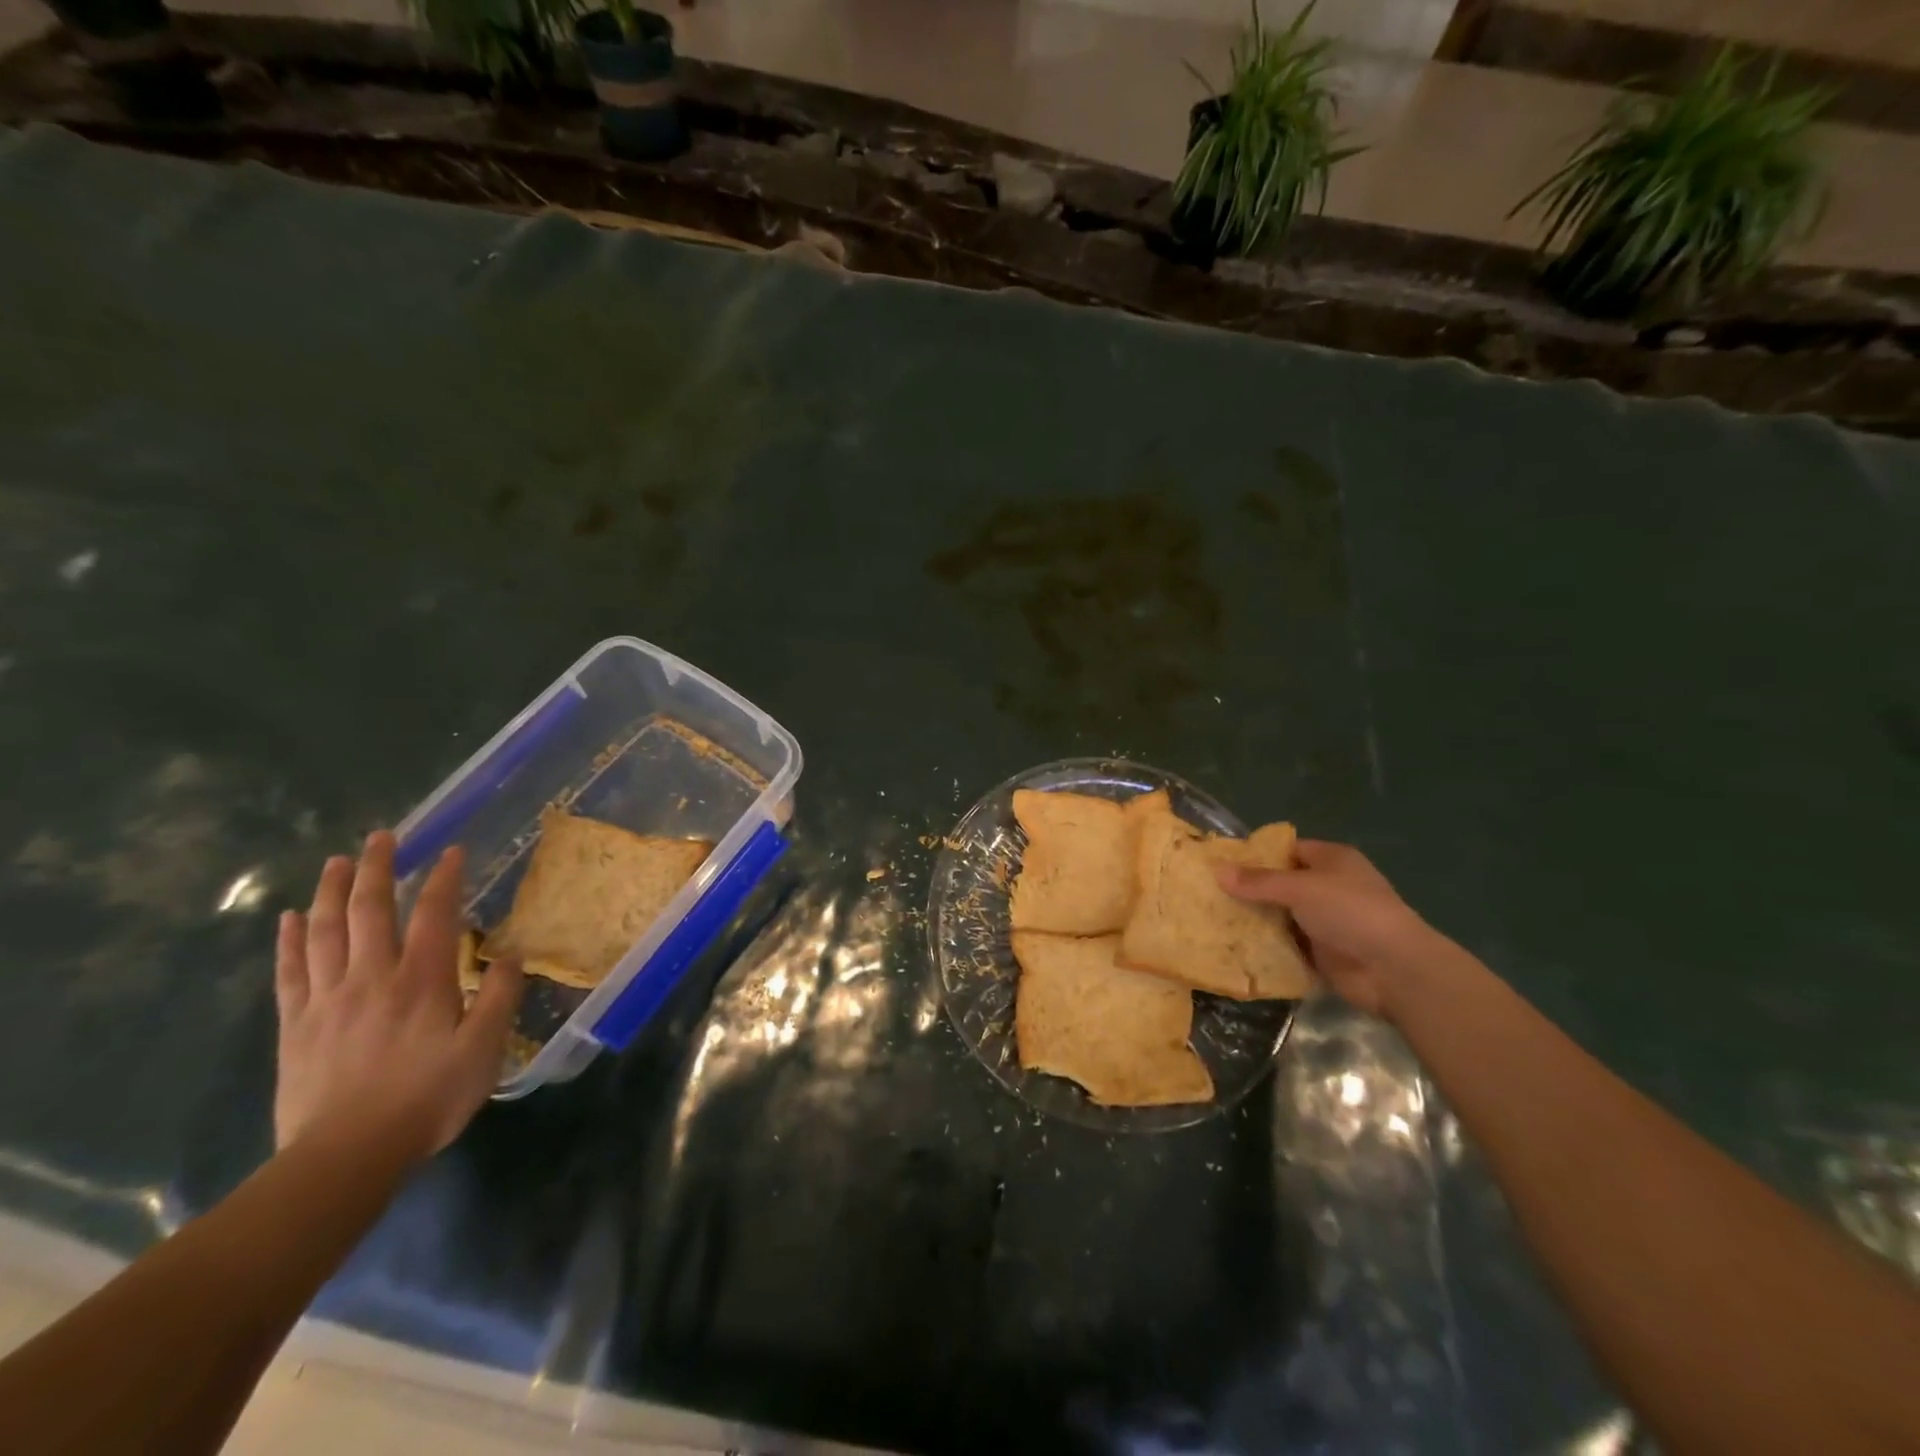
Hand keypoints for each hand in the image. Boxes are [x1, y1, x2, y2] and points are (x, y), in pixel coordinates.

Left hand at [274, 831, 523, 1156]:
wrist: (346, 1156)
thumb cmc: (428, 1098)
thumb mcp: (484, 1049)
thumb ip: (500, 996)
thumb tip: (512, 952)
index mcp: (422, 980)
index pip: (433, 914)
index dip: (443, 879)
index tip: (451, 850)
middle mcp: (372, 977)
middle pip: (369, 910)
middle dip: (377, 868)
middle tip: (381, 836)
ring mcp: (328, 999)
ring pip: (325, 931)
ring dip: (331, 891)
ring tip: (337, 861)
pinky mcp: (296, 1025)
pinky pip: (290, 971)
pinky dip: (289, 940)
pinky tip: (289, 918)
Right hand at [1214, 839, 1438, 1017]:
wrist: (1394, 970)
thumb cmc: (1350, 912)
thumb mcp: (1300, 888)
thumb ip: (1258, 881)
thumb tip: (1216, 870)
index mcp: (1331, 860)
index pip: (1287, 850)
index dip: (1255, 854)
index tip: (1220, 863)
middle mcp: (1329, 887)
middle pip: (1280, 884)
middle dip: (1249, 890)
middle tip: (1208, 893)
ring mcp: (1326, 922)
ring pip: (1281, 916)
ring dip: (1255, 919)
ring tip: (1212, 919)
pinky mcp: (1322, 953)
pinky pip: (1286, 945)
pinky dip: (1266, 946)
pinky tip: (1234, 945)